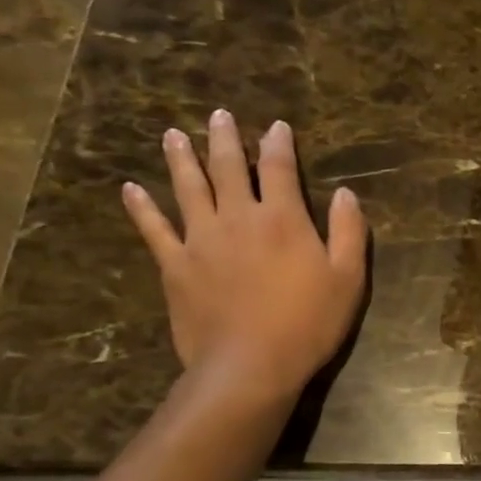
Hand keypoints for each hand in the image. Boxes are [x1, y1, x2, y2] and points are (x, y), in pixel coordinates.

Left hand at [122, 110, 367, 406]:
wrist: (250, 365)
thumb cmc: (308, 324)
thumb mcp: (348, 279)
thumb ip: (348, 233)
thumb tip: (346, 194)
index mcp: (283, 219)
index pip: (280, 168)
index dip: (279, 144)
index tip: (276, 126)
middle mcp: (239, 218)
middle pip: (229, 168)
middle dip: (225, 139)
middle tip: (218, 115)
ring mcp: (201, 240)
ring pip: (188, 188)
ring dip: (181, 159)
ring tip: (173, 135)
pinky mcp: (175, 265)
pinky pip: (154, 229)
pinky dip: (142, 208)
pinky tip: (131, 189)